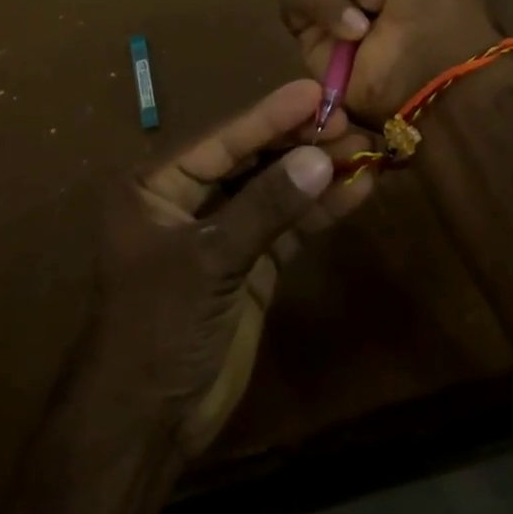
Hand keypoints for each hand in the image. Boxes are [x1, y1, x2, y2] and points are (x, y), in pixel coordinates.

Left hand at [81, 79, 375, 457]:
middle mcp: (187, 201)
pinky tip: (355, 192)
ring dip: (316, 174)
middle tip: (350, 122)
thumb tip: (319, 157)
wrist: (147, 420)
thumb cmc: (158, 325)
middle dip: (299, 143)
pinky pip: (286, 229)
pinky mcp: (248, 266)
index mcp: (155, 186)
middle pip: (250, 161)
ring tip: (365, 151)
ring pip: (273, 192)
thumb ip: (265, 207)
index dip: (268, 116)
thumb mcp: (209, 260)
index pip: (221, 140)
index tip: (314, 93)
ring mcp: (221, 234)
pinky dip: (317, 212)